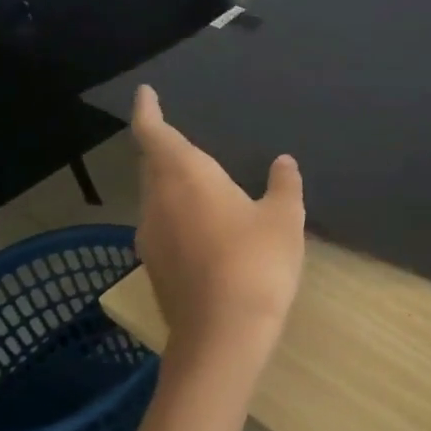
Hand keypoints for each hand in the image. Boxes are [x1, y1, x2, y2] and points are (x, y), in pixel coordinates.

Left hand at [131, 85, 304, 389]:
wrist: (223, 336)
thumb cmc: (256, 262)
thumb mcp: (284, 217)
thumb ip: (282, 184)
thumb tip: (283, 162)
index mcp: (186, 178)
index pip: (156, 134)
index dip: (147, 112)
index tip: (145, 94)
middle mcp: (158, 203)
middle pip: (152, 166)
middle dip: (163, 148)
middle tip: (182, 136)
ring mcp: (151, 239)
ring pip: (156, 198)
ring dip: (172, 183)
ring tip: (200, 181)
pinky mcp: (156, 268)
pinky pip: (163, 226)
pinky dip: (178, 214)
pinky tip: (205, 227)